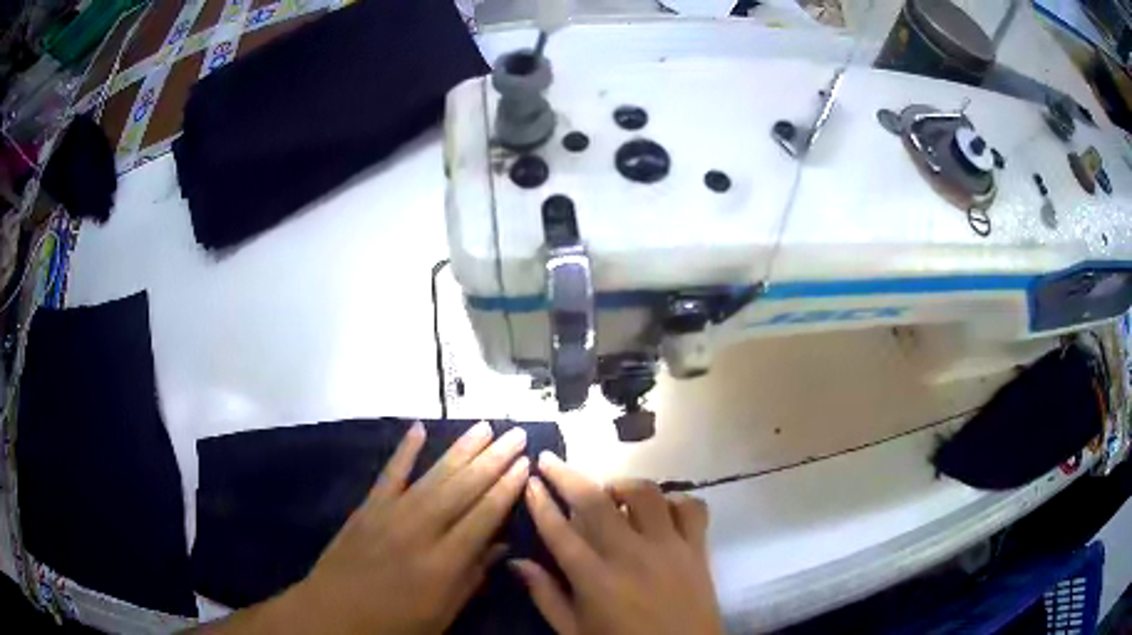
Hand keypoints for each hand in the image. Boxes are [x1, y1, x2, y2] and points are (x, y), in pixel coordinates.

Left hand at [198, 421, 529, 634]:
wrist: (333, 614)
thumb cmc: (394, 624)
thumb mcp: (442, 614)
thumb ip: (472, 578)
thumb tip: (500, 545)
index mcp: (443, 562)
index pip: (484, 516)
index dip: (507, 488)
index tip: (526, 464)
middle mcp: (420, 530)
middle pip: (463, 488)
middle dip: (494, 459)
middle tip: (516, 434)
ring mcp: (391, 514)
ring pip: (433, 475)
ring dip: (461, 449)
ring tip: (485, 426)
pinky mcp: (367, 507)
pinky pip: (389, 474)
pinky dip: (404, 450)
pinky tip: (418, 428)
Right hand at [513, 452, 722, 634]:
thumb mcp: (574, 631)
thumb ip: (546, 596)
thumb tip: (516, 562)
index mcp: (595, 580)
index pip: (559, 531)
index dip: (540, 502)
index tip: (530, 480)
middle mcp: (631, 556)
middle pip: (596, 502)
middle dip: (567, 475)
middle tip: (551, 461)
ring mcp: (669, 548)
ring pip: (646, 494)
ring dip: (623, 485)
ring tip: (610, 494)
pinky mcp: (698, 548)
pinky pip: (691, 507)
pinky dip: (674, 500)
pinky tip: (660, 511)